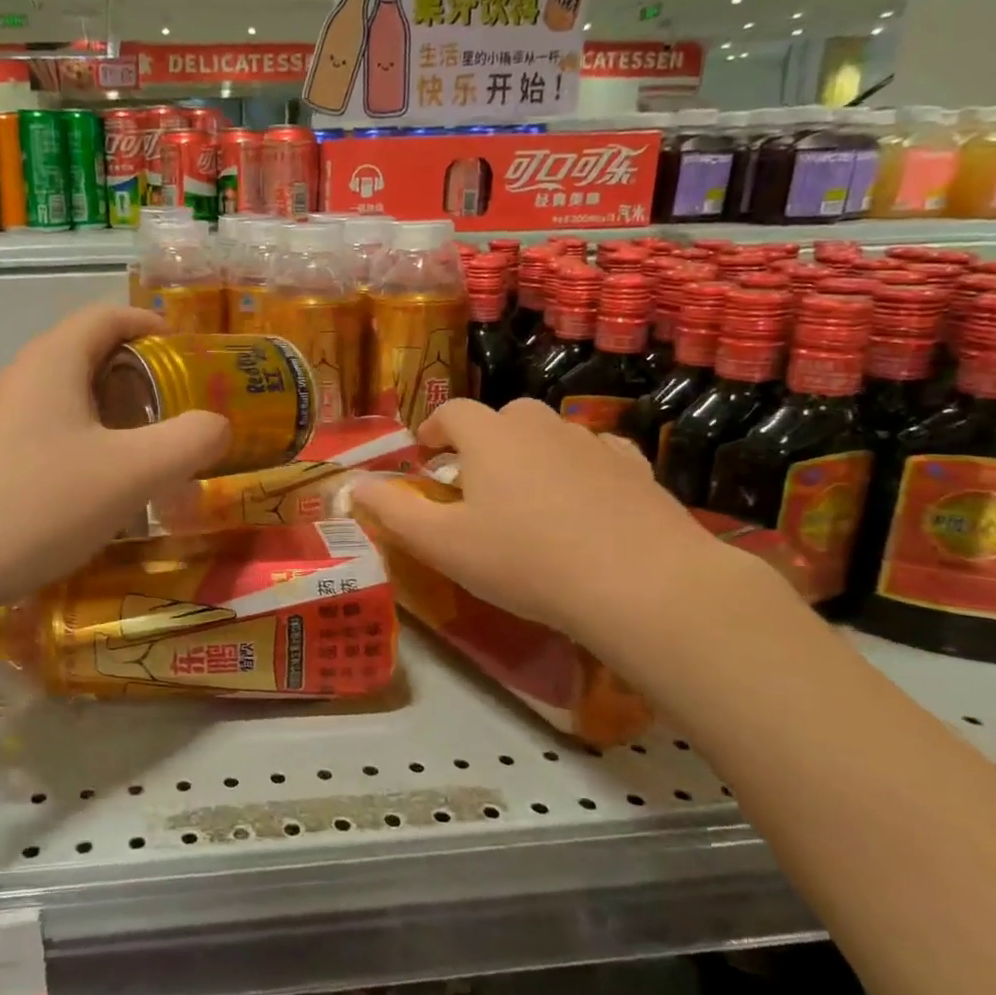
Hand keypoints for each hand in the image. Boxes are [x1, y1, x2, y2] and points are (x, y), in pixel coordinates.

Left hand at [0, 305, 229, 612]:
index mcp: (53, 361)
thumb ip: (189, 441)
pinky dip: (82, 445)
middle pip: (88, 356)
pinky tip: (95, 491)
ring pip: (66, 400)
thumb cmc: (37, 504)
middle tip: (177, 411)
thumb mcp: (131, 473)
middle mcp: (20, 379)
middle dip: (139, 377)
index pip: (108, 316)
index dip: (151, 325)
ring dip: (111, 416)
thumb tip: (217, 425)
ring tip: (145, 454)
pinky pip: (46, 434)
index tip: (189, 354)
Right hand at [351, 398, 733, 646]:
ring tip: (527, 497)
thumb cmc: (525, 560)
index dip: (434, 429)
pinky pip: (595, 454)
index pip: (452, 411)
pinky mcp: (635, 468)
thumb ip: (392, 512)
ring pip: (549, 434)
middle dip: (483, 440)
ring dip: (530, 454)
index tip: (427, 455)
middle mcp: (540, 425)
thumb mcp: (443, 545)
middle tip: (475, 481)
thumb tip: (354, 486)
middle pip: (503, 416)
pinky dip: (579, 467)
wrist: (641, 583)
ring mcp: (592, 442)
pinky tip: (582, 502)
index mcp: (490, 436)